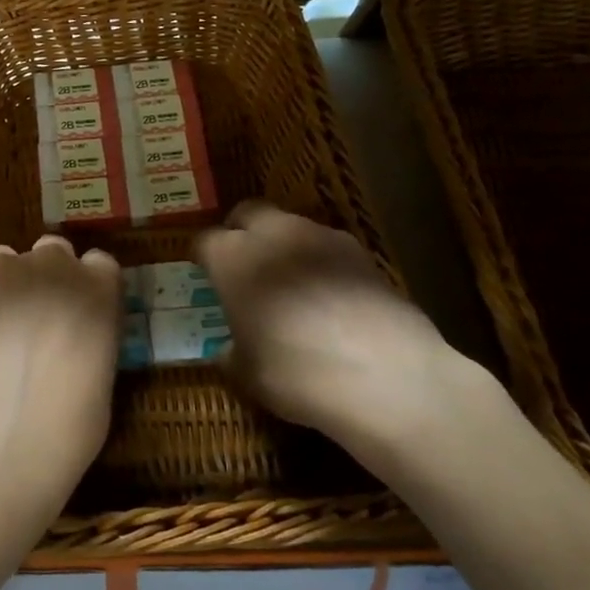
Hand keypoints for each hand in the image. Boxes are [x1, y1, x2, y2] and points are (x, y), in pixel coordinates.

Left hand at [0, 235, 122, 514]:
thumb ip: (89, 336)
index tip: (82, 308)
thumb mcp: (102, 374)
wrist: (2, 437)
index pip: (99, 262)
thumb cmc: (70, 422)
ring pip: (4, 260)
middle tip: (41, 317)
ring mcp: (0, 275)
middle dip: (48, 275)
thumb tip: (73, 338)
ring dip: (9, 283)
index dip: (89, 283)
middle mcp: (50, 268)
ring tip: (2, 327)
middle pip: (52, 251)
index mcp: (97, 287)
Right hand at [197, 202, 506, 482]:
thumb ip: (231, 352)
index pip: (205, 242)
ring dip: (282, 246)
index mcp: (232, 258)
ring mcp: (322, 238)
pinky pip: (327, 247)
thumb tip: (231, 349)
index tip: (205, 277)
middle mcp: (273, 235)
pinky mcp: (362, 252)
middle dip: (240, 232)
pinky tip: (328, 297)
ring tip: (289, 284)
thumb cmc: (296, 373)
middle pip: (248, 213)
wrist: (386, 377)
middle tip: (242, 266)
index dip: (203, 259)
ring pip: (290, 226)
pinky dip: (320, 263)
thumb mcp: (246, 373)